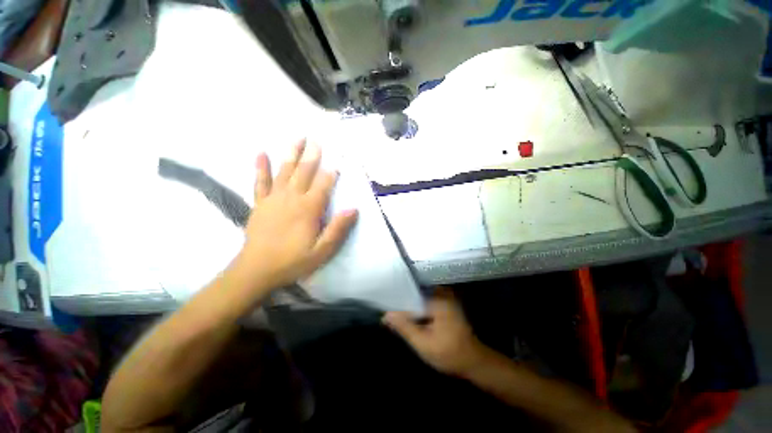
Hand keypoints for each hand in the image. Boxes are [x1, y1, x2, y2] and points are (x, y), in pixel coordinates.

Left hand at [234, 139, 357, 291]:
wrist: (257, 270)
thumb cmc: (293, 261)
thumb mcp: (322, 251)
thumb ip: (338, 229)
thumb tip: (353, 209)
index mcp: (309, 209)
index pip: (323, 185)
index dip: (331, 172)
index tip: (338, 159)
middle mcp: (292, 198)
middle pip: (304, 172)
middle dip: (312, 155)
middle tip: (317, 139)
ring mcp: (274, 199)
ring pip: (284, 171)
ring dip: (291, 154)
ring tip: (298, 138)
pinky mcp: (260, 203)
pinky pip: (260, 182)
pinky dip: (261, 167)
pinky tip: (261, 153)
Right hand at [383, 289, 491, 376]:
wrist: (474, 363)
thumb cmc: (449, 354)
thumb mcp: (423, 343)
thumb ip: (404, 327)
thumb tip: (386, 315)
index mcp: (437, 299)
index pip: (411, 292)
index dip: (397, 299)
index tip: (385, 304)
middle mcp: (442, 294)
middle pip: (415, 293)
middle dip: (403, 302)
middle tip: (388, 309)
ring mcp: (445, 299)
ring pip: (420, 298)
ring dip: (410, 306)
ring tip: (395, 312)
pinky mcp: (446, 306)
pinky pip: (427, 303)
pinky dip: (418, 309)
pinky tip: (410, 317)